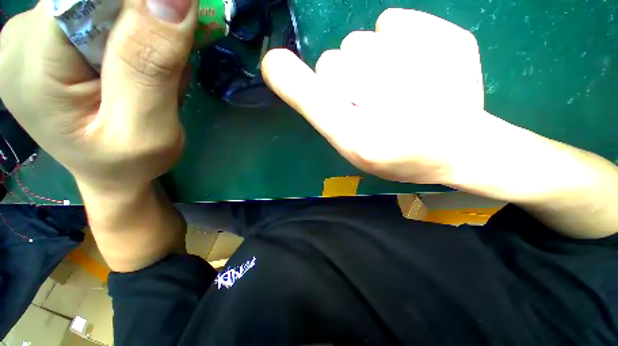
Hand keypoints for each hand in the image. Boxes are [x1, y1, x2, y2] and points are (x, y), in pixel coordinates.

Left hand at [0, 0, 195, 190]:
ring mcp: (34, 35)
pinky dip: (131, 35)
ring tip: (148, 79)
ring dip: (141, 33)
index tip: (170, 34)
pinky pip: (100, 13)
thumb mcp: (148, 128)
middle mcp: (23, 38)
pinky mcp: (52, 38)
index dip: (137, 6)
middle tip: (163, 72)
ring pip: (103, 3)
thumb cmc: (130, 162)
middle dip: (144, 24)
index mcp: (32, 64)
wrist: (111, 172)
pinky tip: (133, 69)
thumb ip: (151, 65)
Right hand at [262, 9, 521, 184]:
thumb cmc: (396, 154)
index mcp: (360, 136)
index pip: (312, 91)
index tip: (275, 65)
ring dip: (365, 62)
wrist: (456, 147)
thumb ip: (315, 108)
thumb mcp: (350, 145)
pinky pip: (392, 22)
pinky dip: (395, 39)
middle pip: (332, 62)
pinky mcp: (448, 40)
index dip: (290, 78)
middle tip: (365, 102)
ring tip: (391, 89)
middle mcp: (384, 101)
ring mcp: (420, 65)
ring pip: (358, 41)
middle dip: (341, 81)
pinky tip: (412, 66)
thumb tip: (279, 66)